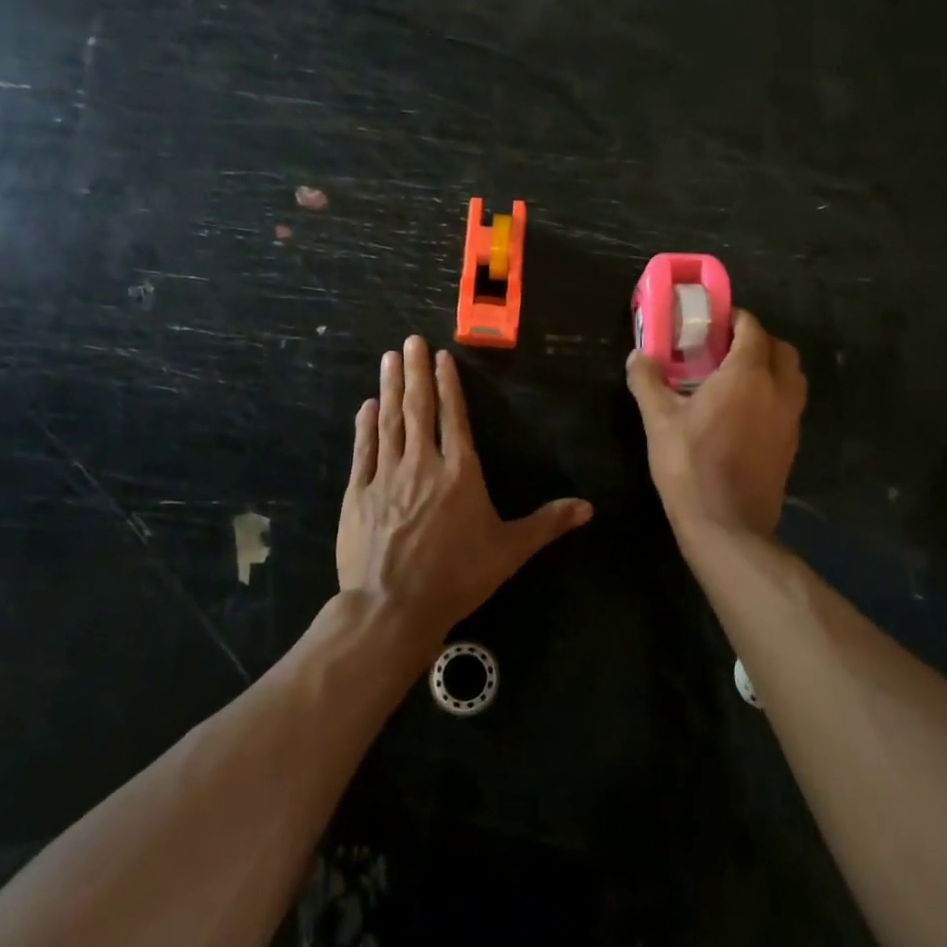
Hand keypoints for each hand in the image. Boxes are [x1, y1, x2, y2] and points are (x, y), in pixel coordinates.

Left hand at [337, 336, 592, 642]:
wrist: (393, 605)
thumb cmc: (456, 576)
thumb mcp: (509, 551)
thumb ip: (546, 524)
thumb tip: (588, 507)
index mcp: (459, 472)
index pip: (453, 417)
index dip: (447, 385)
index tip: (440, 357)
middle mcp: (422, 464)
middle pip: (419, 409)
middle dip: (415, 372)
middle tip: (410, 341)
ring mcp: (385, 476)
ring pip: (390, 422)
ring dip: (389, 388)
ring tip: (389, 359)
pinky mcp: (358, 494)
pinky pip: (363, 451)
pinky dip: (365, 426)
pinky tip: (366, 406)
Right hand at [626, 309, 805, 536]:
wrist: (726, 524)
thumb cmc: (689, 465)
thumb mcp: (658, 421)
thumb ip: (647, 382)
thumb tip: (638, 356)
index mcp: (747, 375)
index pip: (752, 329)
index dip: (735, 319)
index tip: (713, 322)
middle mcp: (777, 389)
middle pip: (780, 348)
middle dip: (757, 340)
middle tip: (724, 348)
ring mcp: (790, 418)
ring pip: (791, 376)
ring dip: (770, 366)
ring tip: (736, 377)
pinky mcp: (791, 443)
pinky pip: (789, 403)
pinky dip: (773, 393)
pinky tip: (744, 411)